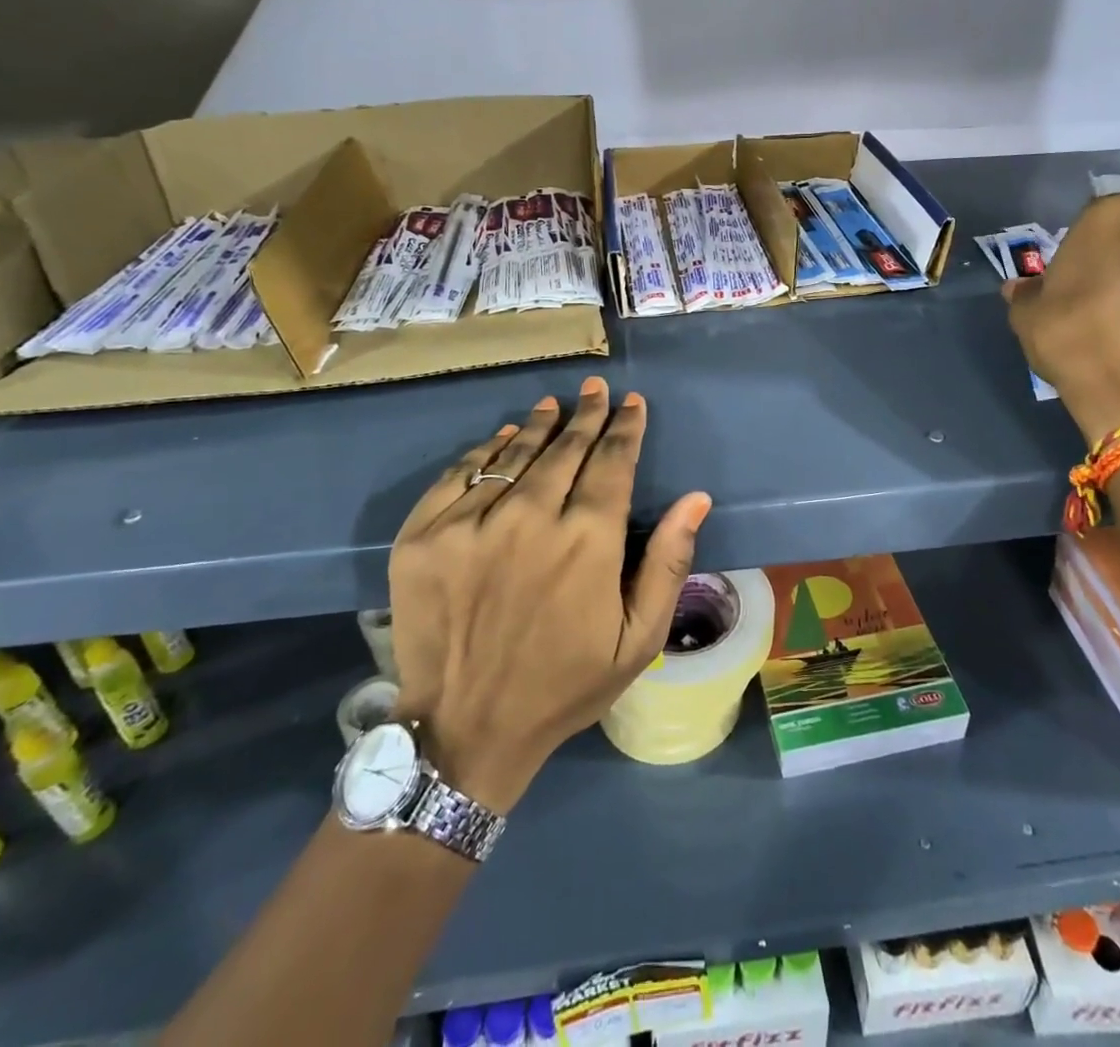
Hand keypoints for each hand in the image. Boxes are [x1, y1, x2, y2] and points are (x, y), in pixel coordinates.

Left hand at [386, 377, 711, 814]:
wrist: (465, 731)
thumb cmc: (564, 686)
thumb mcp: (638, 639)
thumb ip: (669, 563)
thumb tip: (696, 497)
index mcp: (587, 542)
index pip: (612, 462)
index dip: (625, 428)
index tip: (632, 403)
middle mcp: (529, 518)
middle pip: (565, 448)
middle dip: (587, 415)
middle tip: (595, 389)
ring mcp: (469, 524)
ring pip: (513, 453)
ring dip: (539, 424)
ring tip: (553, 404)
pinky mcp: (423, 536)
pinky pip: (459, 474)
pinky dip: (484, 450)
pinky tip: (501, 438)